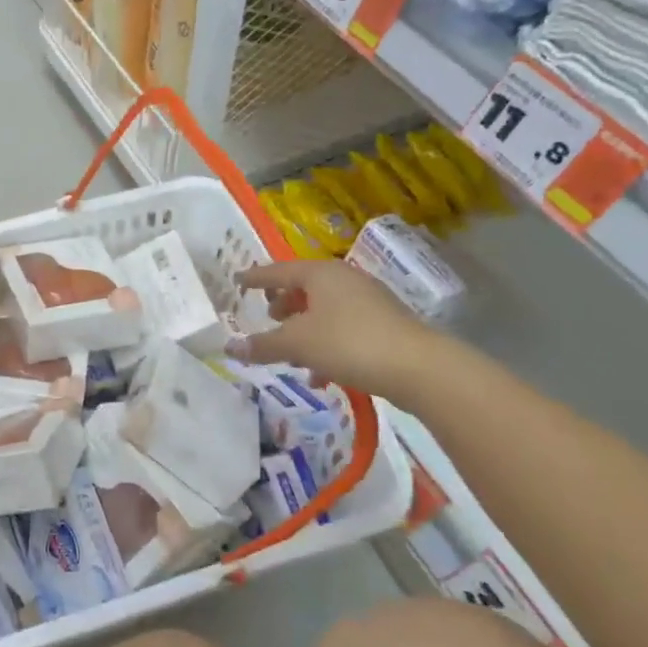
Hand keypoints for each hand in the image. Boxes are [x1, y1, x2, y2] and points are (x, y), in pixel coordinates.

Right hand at [234, 260, 444, 403]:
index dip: (255, 278)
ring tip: (290, 354)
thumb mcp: (297, 344)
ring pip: (323, 310)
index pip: (278, 271)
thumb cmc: (348, 343)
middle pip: (303, 288)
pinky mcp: (383, 324)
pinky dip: (325, 344)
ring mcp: (367, 300)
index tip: (238, 280)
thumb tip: (229, 347)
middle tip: (268, 318)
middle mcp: (344, 279)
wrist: (417, 367)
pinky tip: (320, 375)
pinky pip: (342, 328)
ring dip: (303, 329)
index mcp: (320, 274)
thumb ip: (262, 345)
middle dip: (283, 305)